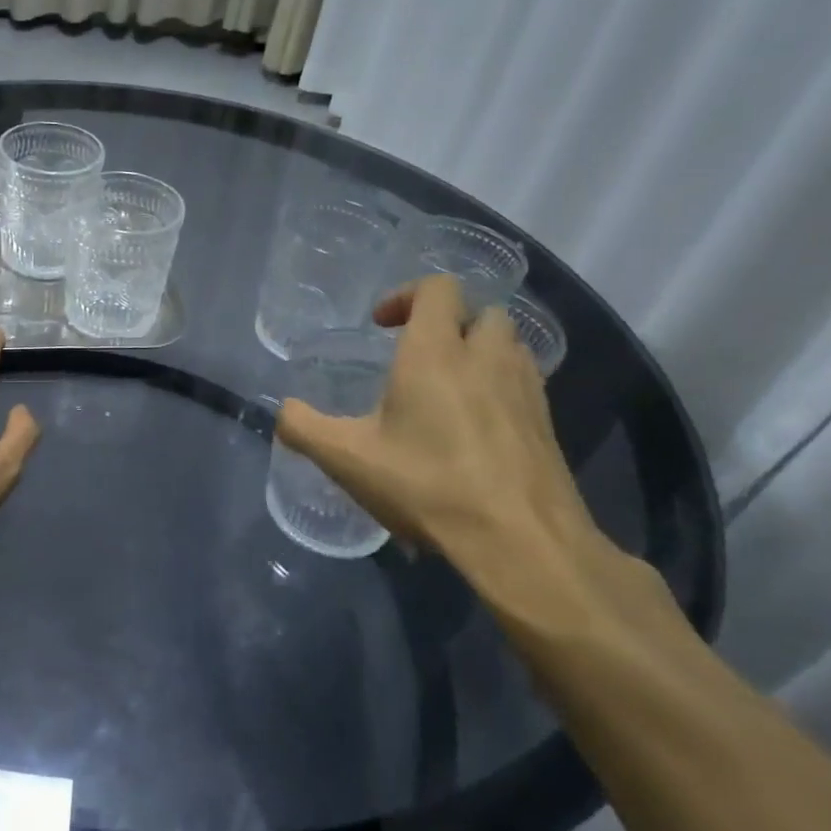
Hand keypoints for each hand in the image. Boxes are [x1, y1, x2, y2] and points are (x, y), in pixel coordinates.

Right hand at [275, 275, 648, 637]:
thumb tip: (283, 412)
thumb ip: (304, 428)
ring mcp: (524, 388)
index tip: (381, 326)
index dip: (406, 295)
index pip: (437, 288)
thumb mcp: (346, 459)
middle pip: (479, 311)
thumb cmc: (427, 486)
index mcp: (435, 352)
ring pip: (507, 344)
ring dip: (477, 350)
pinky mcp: (546, 422)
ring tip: (447, 387)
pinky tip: (475, 426)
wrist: (521, 541)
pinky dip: (498, 385)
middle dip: (448, 322)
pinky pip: (522, 381)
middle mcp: (485, 357)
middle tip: (417, 356)